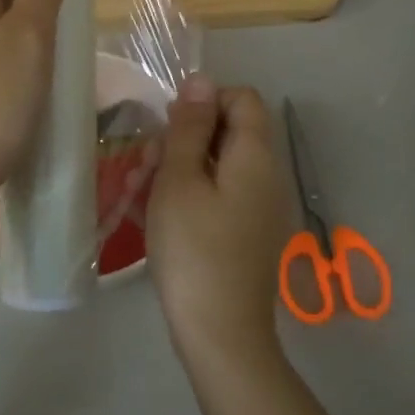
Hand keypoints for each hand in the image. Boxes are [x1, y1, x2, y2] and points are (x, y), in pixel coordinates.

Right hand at [147, 75, 292, 367]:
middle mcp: (267, 176)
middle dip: (188, 137)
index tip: (170, 128)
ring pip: (223, 165)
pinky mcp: (250, 234)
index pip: (243, 99)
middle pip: (233, 131)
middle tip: (150, 163)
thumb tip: (201, 80)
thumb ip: (189, 128)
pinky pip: (224, 195)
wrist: (220, 333)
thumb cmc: (193, 249)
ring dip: (185, 167)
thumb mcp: (179, 180)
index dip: (205, 101)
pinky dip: (195, 194)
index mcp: (255, 156)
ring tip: (147, 191)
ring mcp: (262, 208)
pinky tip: (163, 216)